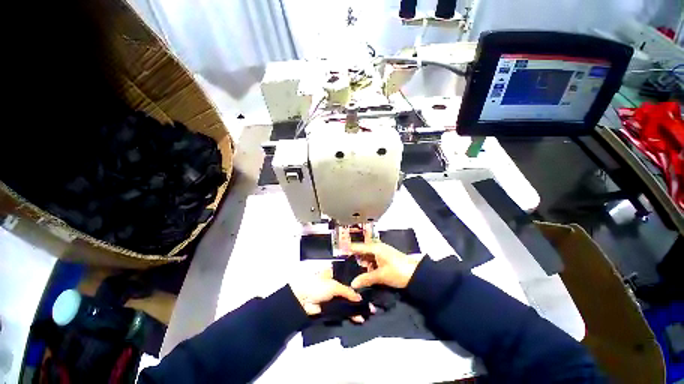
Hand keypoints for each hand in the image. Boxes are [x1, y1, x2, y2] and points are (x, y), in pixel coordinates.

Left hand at [290, 268, 374, 322]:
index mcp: (334, 273)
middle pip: (349, 290)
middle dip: (359, 297)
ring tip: (369, 312)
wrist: (302, 301)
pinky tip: (359, 318)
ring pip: (347, 301)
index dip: (359, 282)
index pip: (349, 276)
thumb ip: (348, 291)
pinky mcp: (331, 307)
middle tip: (371, 303)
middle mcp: (335, 283)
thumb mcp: (334, 285)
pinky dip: (350, 314)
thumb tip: (360, 299)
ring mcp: (333, 296)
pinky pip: (343, 310)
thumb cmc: (318, 286)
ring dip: (356, 307)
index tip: (370, 286)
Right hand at [350, 242, 423, 288]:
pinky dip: (369, 266)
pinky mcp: (386, 259)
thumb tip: (352, 284)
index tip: (340, 252)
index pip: (358, 247)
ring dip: (363, 264)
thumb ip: (366, 278)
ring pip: (368, 257)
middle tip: (346, 266)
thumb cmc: (397, 271)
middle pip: (363, 252)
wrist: (417, 274)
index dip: (349, 249)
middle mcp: (377, 248)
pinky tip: (366, 273)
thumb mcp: (380, 275)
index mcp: (375, 248)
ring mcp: (382, 253)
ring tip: (354, 271)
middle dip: (355, 259)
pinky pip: (374, 260)